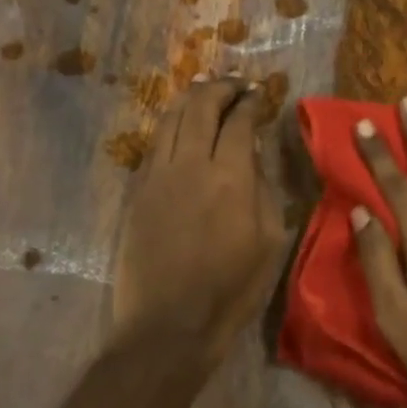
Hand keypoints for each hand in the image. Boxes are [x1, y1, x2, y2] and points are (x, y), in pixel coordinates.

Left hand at [112, 77, 284, 369]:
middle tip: (234, 83)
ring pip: (170, 119)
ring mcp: (157, 176)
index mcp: (230, 177)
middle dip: (219, 87)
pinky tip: (177, 126)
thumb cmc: (231, 289)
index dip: (251, 101)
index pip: (239, 121)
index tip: (260, 93)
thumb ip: (264, 190)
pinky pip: (153, 145)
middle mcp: (190, 164)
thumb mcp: (270, 241)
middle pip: (200, 107)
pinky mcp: (136, 192)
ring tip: (203, 90)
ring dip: (189, 99)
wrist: (169, 323)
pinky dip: (168, 126)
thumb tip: (254, 156)